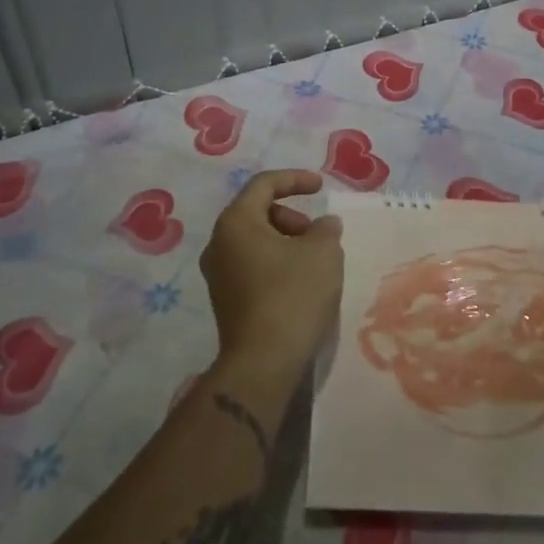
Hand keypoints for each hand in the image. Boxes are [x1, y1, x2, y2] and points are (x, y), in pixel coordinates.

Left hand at [199, 169, 344, 381]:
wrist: (263, 363)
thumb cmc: (292, 295)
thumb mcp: (323, 253)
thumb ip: (326, 229)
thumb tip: (324, 225)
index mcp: (236, 222)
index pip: (264, 184)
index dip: (295, 179)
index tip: (321, 187)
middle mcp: (218, 243)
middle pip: (257, 212)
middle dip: (292, 216)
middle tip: (318, 235)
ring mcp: (217, 274)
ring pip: (255, 241)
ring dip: (286, 241)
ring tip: (314, 262)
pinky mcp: (225, 300)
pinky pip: (252, 266)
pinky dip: (276, 263)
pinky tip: (300, 284)